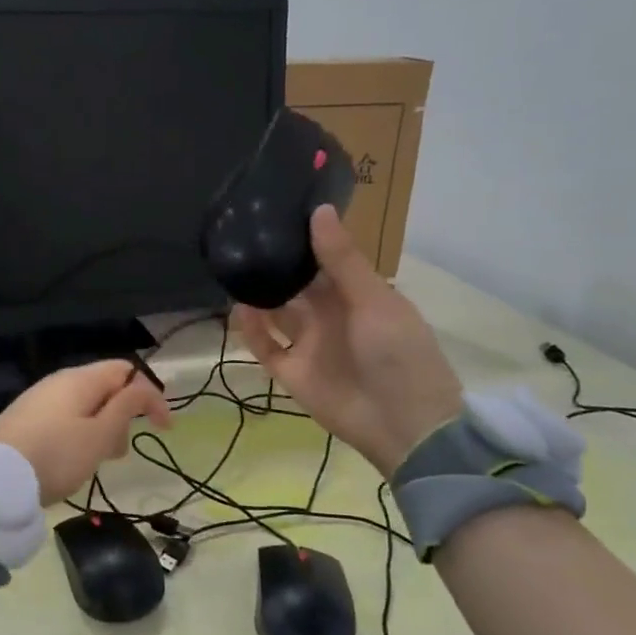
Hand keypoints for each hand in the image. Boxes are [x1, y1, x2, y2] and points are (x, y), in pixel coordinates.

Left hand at [0, 360, 172, 504]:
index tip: (164, 429)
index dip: (151, 396)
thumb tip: (142, 387)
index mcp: (81, 379)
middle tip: (119, 452)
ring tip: (97, 461)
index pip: (126, 372)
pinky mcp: (26, 419)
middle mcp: (59, 381)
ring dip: (102, 429)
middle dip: (123, 416)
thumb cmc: (56, 455)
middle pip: (105, 388)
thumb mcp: (99, 435)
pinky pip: (65, 419)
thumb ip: (125, 408)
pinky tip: (73, 460)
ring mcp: (40, 399)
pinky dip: (80, 435)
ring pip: (85, 407)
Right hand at [238, 206, 462, 476]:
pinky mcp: (292, 372)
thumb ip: (341, 259)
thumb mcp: (374, 300)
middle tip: (240, 238)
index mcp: (356, 295)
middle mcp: (329, 315)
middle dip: (273, 265)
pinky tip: (238, 310)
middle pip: (295, 285)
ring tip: (233, 270)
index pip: (324, 260)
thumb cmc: (399, 353)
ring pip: (276, 313)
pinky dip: (251, 331)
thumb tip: (318, 210)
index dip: (302, 239)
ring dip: (258, 295)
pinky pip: (265, 346)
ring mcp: (309, 344)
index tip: (273, 212)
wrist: (403, 425)